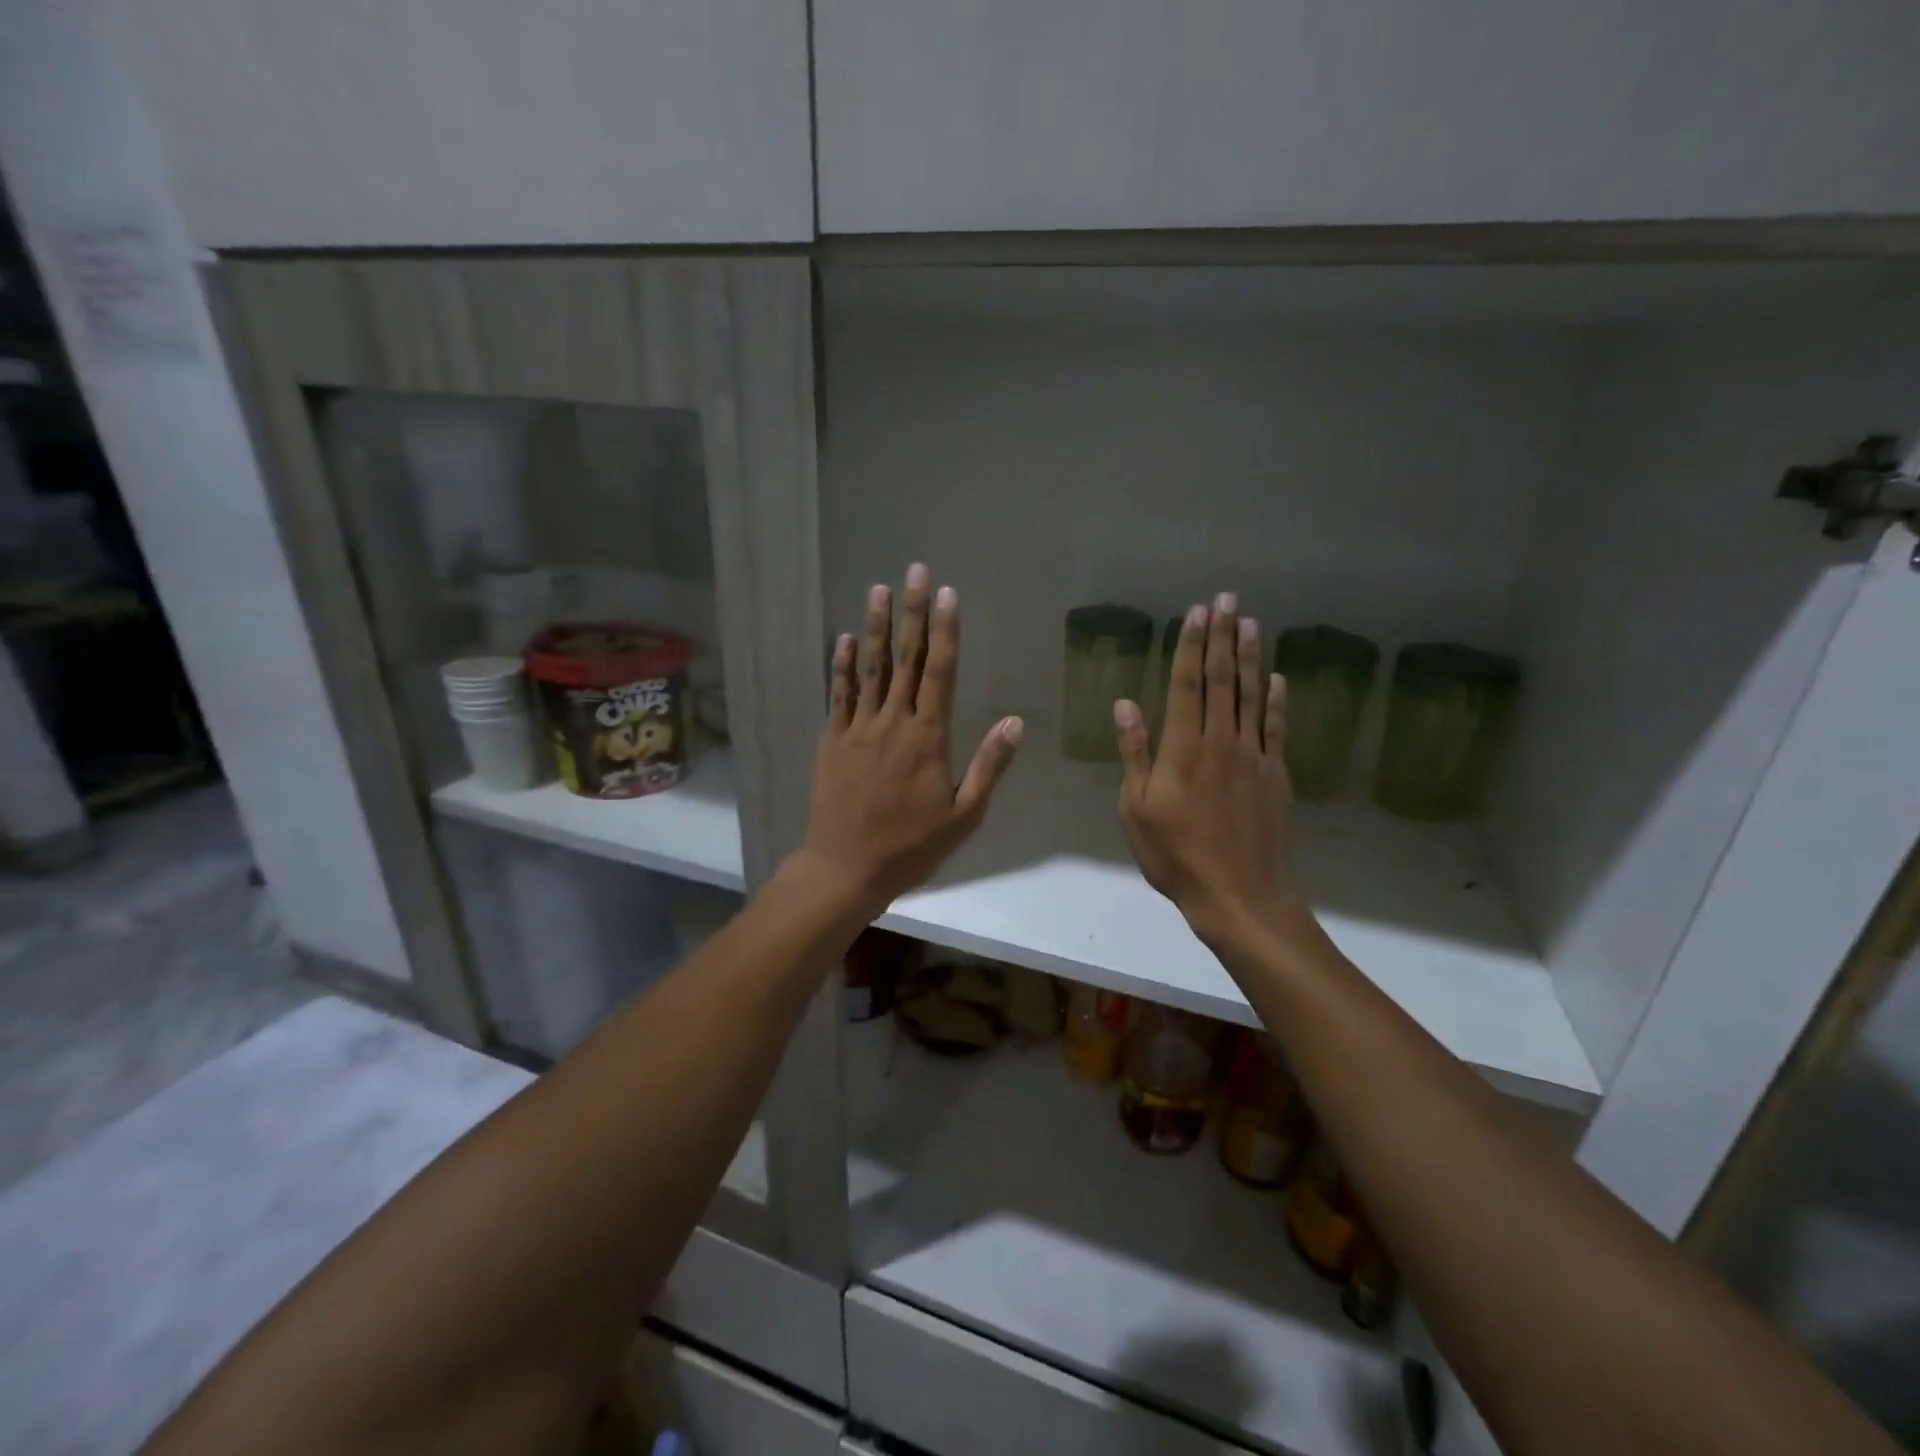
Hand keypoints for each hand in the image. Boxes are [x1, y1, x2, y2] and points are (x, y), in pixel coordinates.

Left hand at [791, 563, 1022, 918]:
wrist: (846, 868)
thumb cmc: (911, 846)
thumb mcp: (964, 816)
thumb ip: (989, 766)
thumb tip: (1015, 722)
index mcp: (928, 738)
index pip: (940, 672)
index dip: (945, 630)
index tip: (948, 594)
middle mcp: (892, 722)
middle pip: (906, 659)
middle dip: (914, 612)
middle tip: (917, 571)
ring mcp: (858, 728)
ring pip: (871, 668)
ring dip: (877, 626)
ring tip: (880, 589)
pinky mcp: (833, 740)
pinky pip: (839, 694)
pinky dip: (843, 665)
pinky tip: (846, 638)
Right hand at [1115, 594, 1304, 946]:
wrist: (1238, 893)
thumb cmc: (1175, 854)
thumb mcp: (1136, 808)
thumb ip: (1135, 753)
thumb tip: (1125, 704)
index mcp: (1183, 748)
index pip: (1188, 685)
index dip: (1192, 646)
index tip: (1197, 613)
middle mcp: (1221, 741)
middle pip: (1223, 680)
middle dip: (1223, 637)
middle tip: (1228, 599)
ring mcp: (1254, 756)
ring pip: (1252, 696)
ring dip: (1250, 657)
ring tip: (1251, 623)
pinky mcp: (1276, 775)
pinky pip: (1276, 728)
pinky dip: (1276, 700)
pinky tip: (1276, 678)